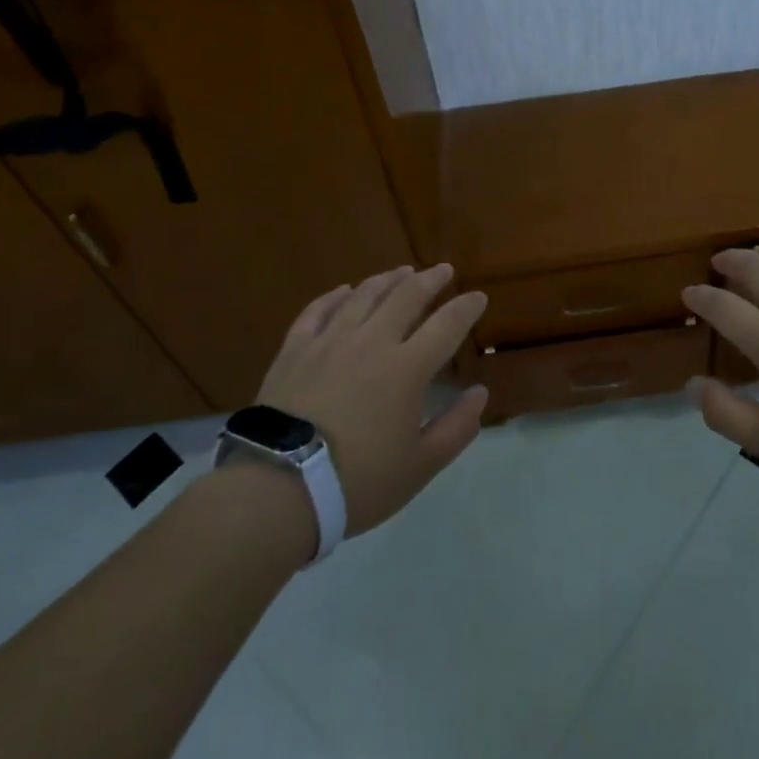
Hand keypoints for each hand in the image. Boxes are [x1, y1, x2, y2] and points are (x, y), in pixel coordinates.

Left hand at [255, 264, 487, 536]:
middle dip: (430, 280)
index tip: (479, 297)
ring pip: (364, 296)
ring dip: (387, 280)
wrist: (278, 488)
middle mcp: (372, 342)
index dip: (466, 308)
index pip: (447, 325)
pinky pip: (317, 311)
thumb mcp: (420, 466)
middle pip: (406, 297)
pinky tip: (343, 291)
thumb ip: (457, 428)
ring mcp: (330, 341)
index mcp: (408, 368)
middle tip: (443, 270)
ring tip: (401, 271)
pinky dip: (334, 296)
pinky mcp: (294, 350)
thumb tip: (480, 393)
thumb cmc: (357, 481)